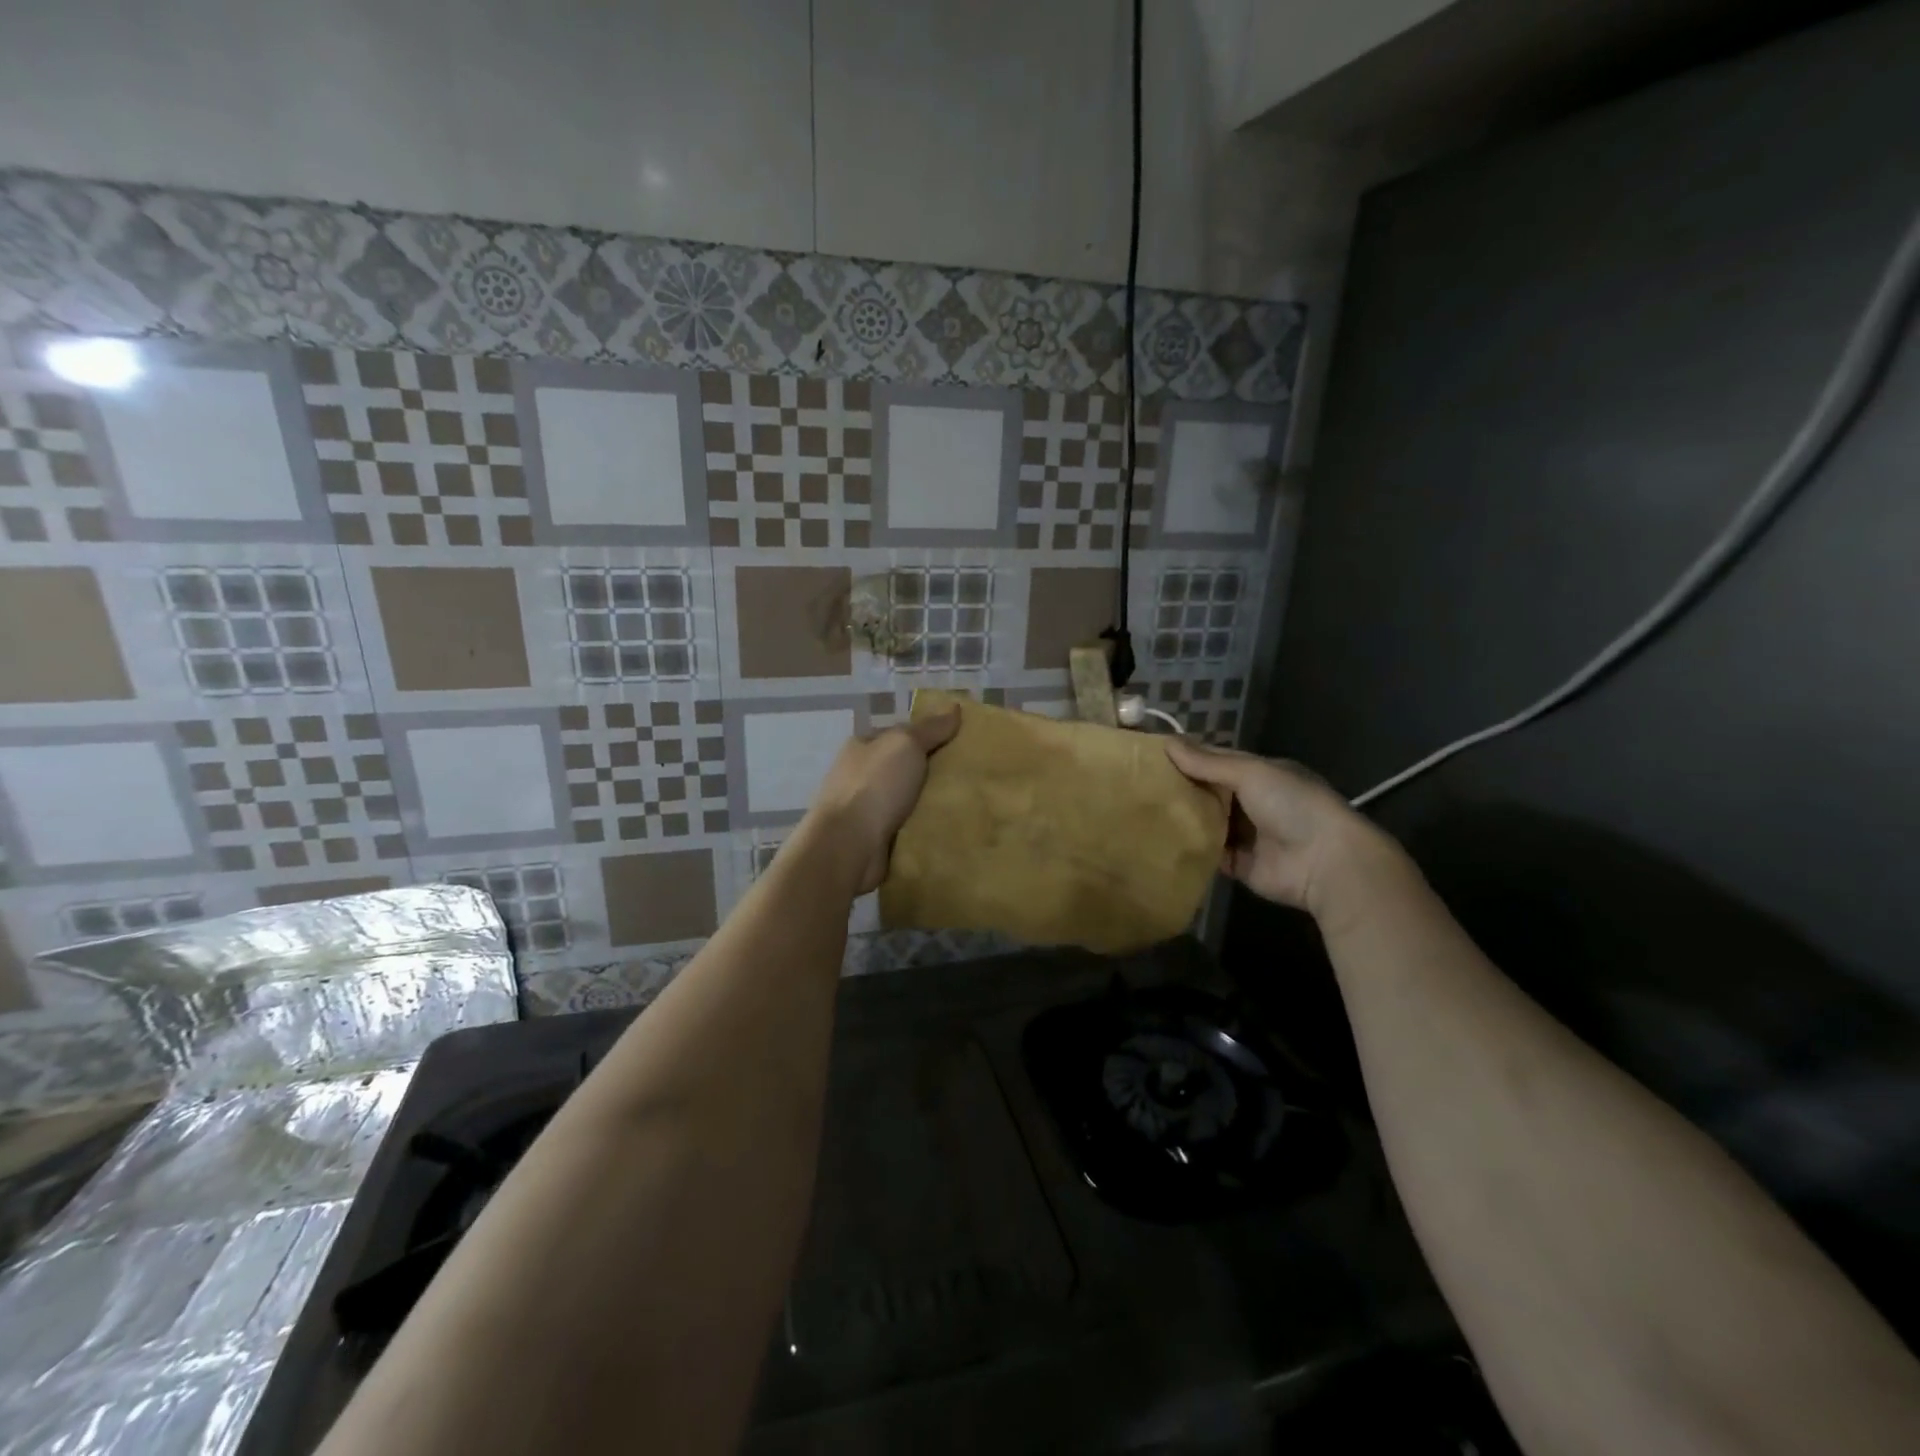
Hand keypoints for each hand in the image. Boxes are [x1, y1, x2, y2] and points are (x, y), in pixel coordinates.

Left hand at [805, 708, 960, 893]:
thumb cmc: (875, 786)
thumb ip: (930, 728)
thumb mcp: (905, 744)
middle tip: (969, 776)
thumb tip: (954, 707)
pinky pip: (906, 828)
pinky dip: (923, 828)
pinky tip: (948, 830)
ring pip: (906, 800)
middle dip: (932, 772)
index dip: (928, 735)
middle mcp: (860, 775)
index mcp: (862, 747)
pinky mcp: (872, 838)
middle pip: (904, 768)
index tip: (960, 743)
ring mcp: (864, 809)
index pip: (899, 735)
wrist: (848, 845)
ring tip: (966, 805)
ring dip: (929, 803)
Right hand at [1164, 737, 1398, 921]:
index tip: (1150, 755)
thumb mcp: (1251, 773)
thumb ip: (1208, 762)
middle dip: (1179, 788)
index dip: (1186, 756)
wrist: (1325, 862)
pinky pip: (1208, 854)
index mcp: (1260, 774)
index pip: (1216, 760)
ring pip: (1205, 822)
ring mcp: (1245, 834)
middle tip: (1137, 784)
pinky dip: (1189, 848)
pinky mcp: (1238, 864)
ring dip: (1182, 818)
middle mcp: (1252, 801)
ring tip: (1141, 811)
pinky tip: (1159, 842)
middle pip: (1208, 791)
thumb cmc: (1292, 805)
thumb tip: (1166, 742)